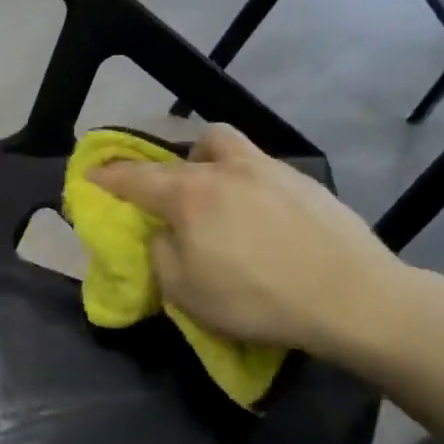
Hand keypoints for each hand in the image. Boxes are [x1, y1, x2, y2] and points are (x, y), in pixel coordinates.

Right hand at [86, 124, 410, 363]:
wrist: (353, 298)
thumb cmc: (257, 298)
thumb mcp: (185, 291)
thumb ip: (161, 253)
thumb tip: (165, 233)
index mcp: (189, 194)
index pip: (134, 178)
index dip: (107, 176)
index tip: (90, 174)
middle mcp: (225, 169)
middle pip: (182, 151)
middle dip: (161, 167)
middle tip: (161, 192)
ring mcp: (269, 169)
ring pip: (226, 145)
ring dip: (207, 158)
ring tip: (213, 192)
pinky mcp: (304, 182)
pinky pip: (260, 168)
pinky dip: (245, 181)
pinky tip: (259, 214)